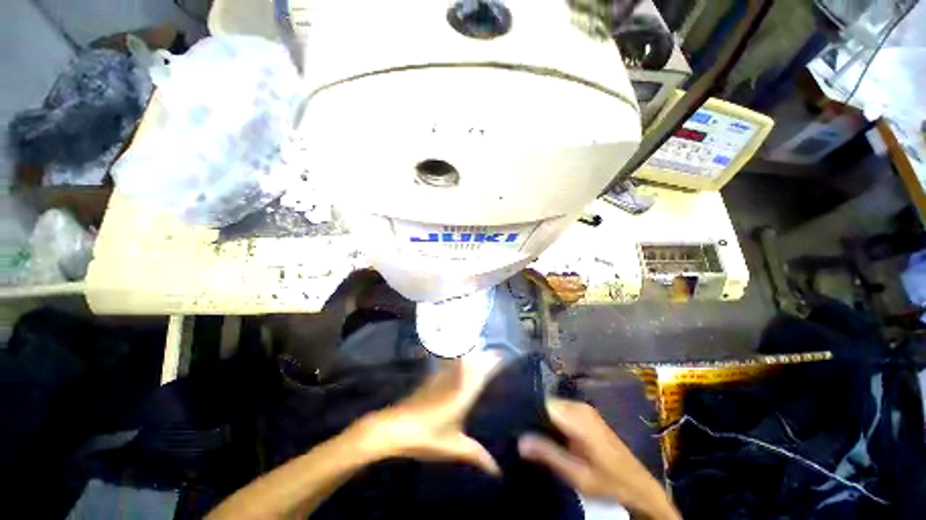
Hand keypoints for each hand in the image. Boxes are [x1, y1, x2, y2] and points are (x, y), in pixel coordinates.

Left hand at [356, 354, 502, 475]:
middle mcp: (454, 379)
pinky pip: (450, 365)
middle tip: (498, 355)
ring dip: (473, 355)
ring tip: (484, 355)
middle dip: (485, 355)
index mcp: (463, 393)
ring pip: (461, 360)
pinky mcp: (431, 379)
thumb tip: (498, 471)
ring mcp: (441, 377)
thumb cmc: (427, 437)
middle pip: (473, 361)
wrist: (395, 427)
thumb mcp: (454, 448)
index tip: (504, 356)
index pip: (482, 371)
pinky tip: (460, 366)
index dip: (493, 361)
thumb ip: (477, 455)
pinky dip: (459, 361)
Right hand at [518, 398, 679, 519]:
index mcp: (576, 416)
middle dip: (530, 416)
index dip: (525, 410)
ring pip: (551, 407)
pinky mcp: (585, 416)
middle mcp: (578, 406)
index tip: (511, 421)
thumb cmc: (608, 482)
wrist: (639, 487)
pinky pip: (560, 412)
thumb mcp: (577, 474)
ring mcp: (583, 409)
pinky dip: (549, 421)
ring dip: (539, 419)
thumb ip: (548, 454)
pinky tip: (543, 435)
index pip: (541, 402)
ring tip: (525, 433)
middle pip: (545, 403)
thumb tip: (519, 439)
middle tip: (516, 431)